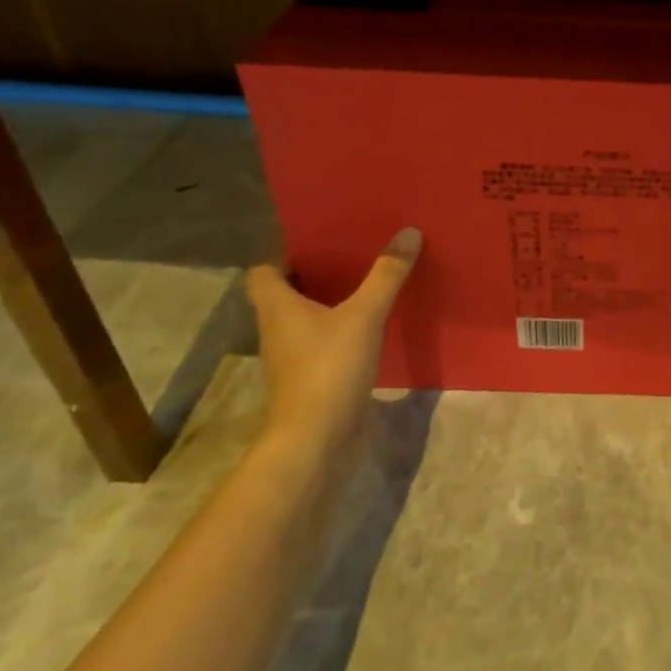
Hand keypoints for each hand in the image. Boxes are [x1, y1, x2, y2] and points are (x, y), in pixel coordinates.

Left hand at [245, 227, 421, 464]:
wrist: (315, 438)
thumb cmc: (329, 368)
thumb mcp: (364, 315)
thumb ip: (386, 275)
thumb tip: (408, 232)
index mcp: (277, 307)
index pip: (262, 272)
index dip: (283, 255)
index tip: (317, 242)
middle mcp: (277, 329)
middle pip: (284, 293)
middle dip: (313, 274)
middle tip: (350, 255)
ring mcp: (291, 357)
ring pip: (304, 319)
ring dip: (327, 302)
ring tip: (364, 283)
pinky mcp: (310, 378)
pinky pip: (321, 342)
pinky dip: (339, 330)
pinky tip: (369, 326)